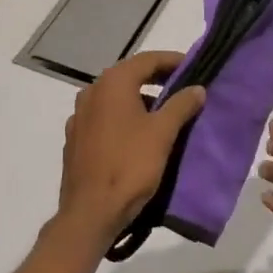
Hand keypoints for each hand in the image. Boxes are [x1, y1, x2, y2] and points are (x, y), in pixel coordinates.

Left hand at [58, 50, 205, 247]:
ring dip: (141, 100)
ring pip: (116, 99)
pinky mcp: (75, 140)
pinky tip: (139, 136)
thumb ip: (181, 104)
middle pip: (130, 76)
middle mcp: (91, 92)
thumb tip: (197, 88)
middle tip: (183, 88)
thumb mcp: (163, 133)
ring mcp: (79, 117)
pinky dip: (124, 119)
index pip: (147, 60)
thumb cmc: (129, 165)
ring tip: (166, 114)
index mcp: (112, 84)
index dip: (172, 61)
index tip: (193, 67)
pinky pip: (105, 119)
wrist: (90, 213)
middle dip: (157, 80)